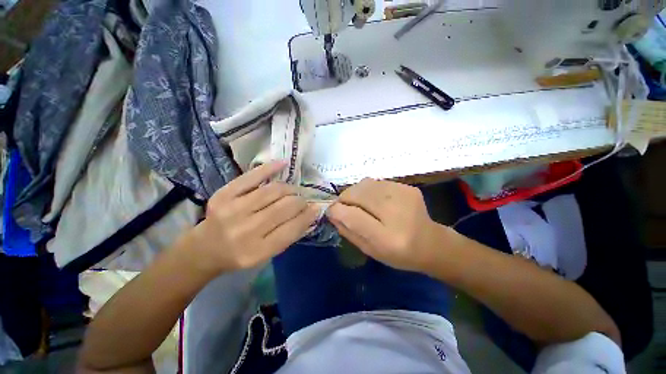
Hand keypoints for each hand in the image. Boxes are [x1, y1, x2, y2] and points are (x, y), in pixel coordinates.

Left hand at [185, 161, 319, 273]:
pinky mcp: (224, 194)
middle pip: (285, 207)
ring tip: (292, 191)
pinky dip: (270, 168)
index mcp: (257, 251)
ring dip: (289, 189)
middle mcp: (245, 231)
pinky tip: (283, 164)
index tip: (315, 208)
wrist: (205, 248)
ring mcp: (232, 210)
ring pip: (273, 190)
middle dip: (300, 201)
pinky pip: (252, 176)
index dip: (308, 216)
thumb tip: (312, 215)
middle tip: (302, 200)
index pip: (292, 228)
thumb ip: (290, 235)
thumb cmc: (240, 254)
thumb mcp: (267, 255)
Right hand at [326, 178, 446, 273]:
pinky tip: (374, 200)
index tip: (331, 212)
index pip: (352, 216)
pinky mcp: (407, 186)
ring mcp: (404, 195)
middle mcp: (397, 212)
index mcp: (388, 239)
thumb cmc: (399, 254)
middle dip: (344, 198)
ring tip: (359, 203)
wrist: (431, 243)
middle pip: (357, 194)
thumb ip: (348, 231)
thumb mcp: (369, 250)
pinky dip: (368, 189)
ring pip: (364, 184)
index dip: (336, 211)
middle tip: (344, 207)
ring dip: (355, 192)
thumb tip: (332, 212)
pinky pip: (376, 182)